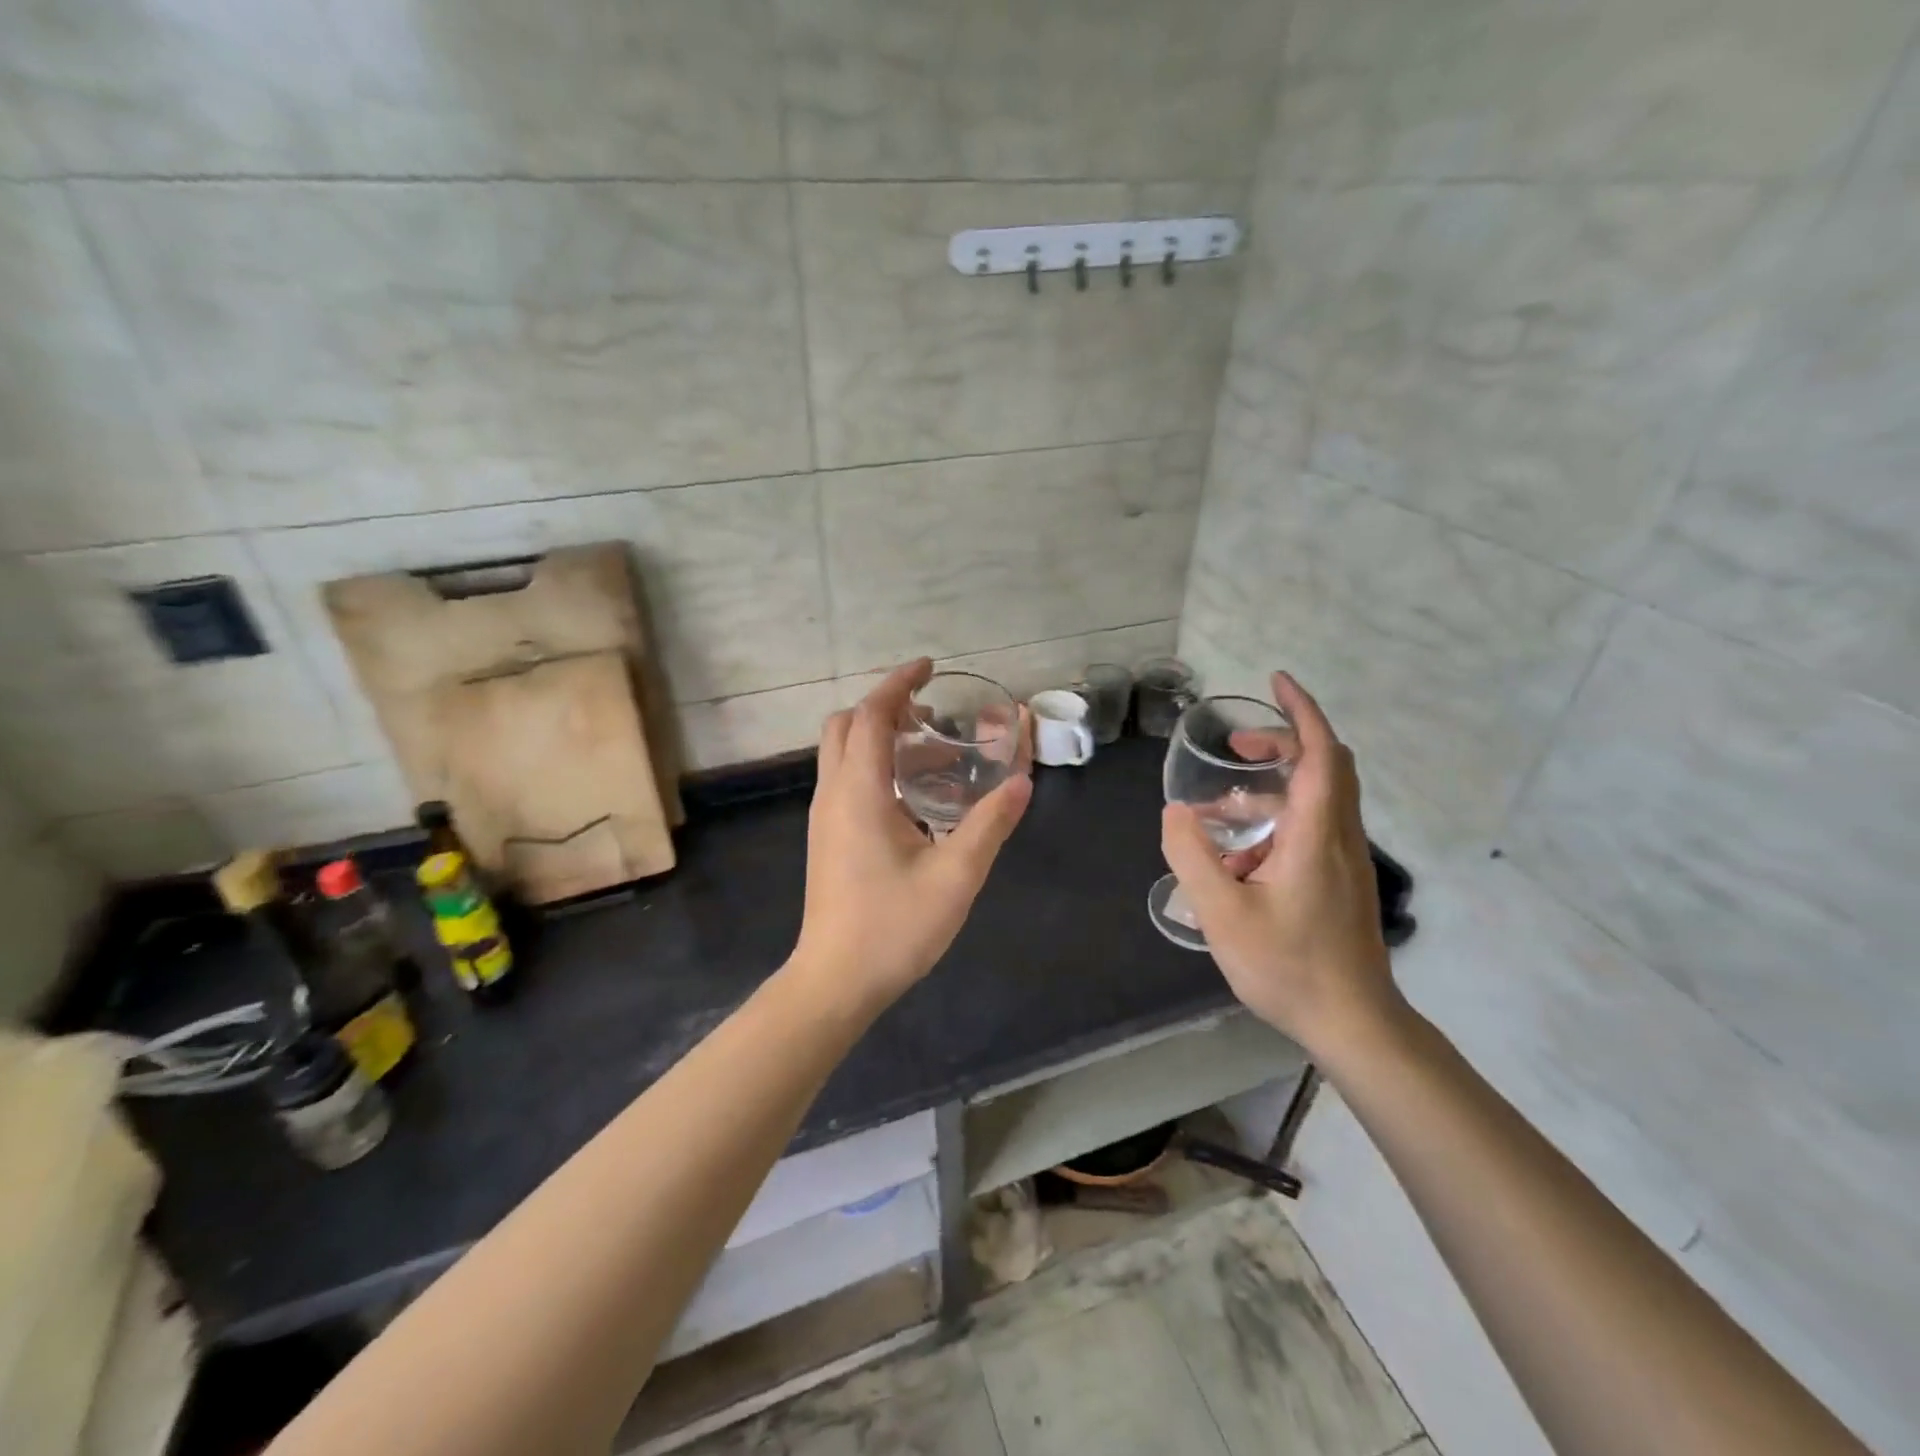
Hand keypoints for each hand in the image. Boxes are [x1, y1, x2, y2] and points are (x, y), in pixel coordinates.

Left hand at [791, 660, 1032, 1013]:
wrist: (834, 982)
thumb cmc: (893, 928)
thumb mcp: (955, 876)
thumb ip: (990, 824)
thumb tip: (1021, 782)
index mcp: (859, 791)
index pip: (872, 714)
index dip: (899, 683)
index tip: (930, 668)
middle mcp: (834, 794)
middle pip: (848, 725)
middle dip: (887, 706)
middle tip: (935, 716)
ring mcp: (826, 816)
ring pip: (844, 753)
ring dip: (883, 738)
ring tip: (937, 755)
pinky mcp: (828, 837)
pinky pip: (847, 779)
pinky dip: (876, 765)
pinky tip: (917, 798)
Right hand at [1160, 672, 1401, 1059]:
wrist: (1353, 1023)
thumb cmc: (1288, 966)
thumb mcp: (1222, 912)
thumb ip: (1192, 856)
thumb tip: (1175, 812)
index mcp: (1316, 834)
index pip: (1320, 753)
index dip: (1301, 711)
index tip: (1276, 683)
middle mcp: (1339, 837)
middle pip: (1325, 767)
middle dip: (1282, 743)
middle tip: (1237, 748)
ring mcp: (1344, 861)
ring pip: (1318, 800)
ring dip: (1273, 788)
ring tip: (1220, 810)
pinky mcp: (1340, 882)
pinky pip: (1312, 829)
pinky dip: (1277, 820)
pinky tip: (1239, 858)